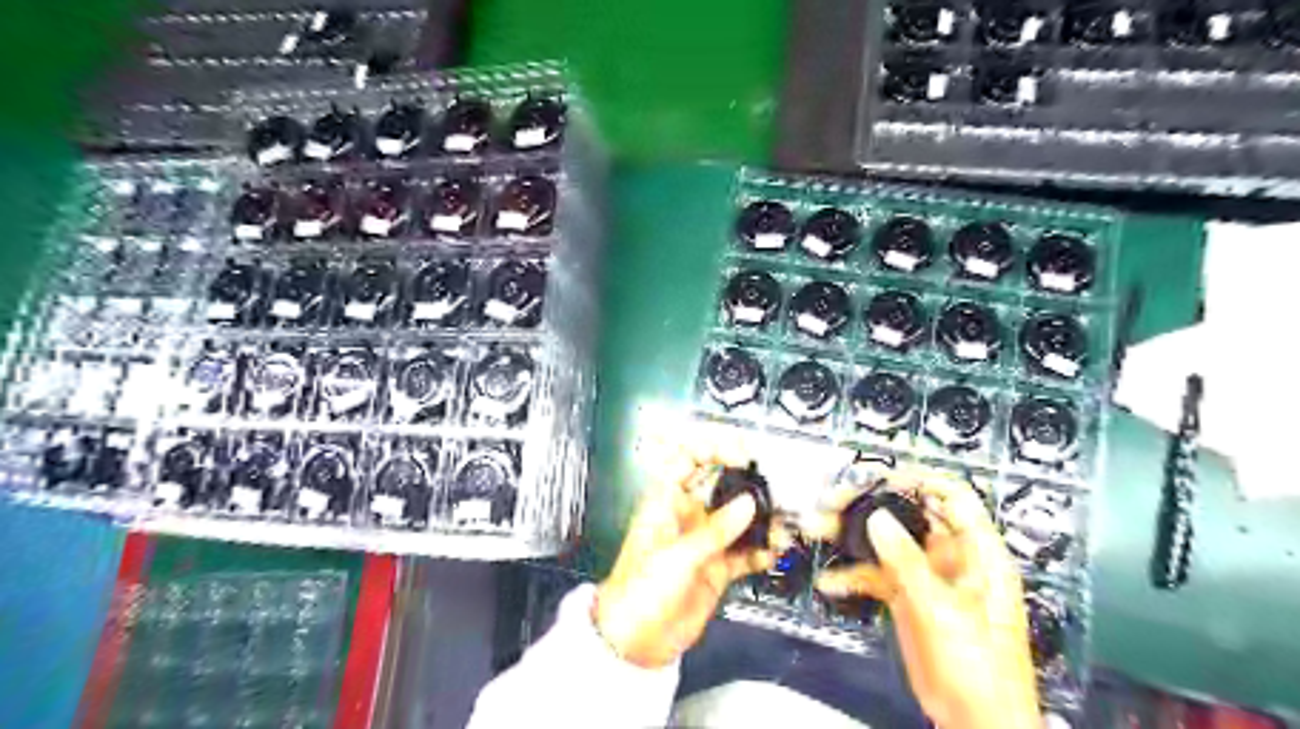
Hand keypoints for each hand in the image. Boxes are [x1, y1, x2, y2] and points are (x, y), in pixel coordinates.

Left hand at [594, 441, 774, 669]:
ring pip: (737, 519)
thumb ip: (715, 530)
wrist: (635, 642)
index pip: (688, 458)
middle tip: (771, 485)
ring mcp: (704, 541)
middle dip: (745, 482)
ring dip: (759, 520)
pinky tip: (772, 552)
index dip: (713, 448)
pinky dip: (760, 551)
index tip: (741, 455)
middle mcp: (688, 515)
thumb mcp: (676, 557)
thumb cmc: (641, 590)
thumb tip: (749, 503)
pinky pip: (744, 552)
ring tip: (779, 526)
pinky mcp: (717, 568)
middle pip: (719, 485)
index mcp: (666, 502)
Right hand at [816, 466, 1044, 728]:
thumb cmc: (979, 667)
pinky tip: (830, 582)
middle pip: (909, 513)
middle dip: (869, 504)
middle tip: (832, 501)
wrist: (975, 722)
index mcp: (976, 551)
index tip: (876, 477)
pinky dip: (853, 575)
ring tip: (816, 528)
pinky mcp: (907, 597)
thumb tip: (876, 518)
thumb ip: (907, 562)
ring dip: (851, 535)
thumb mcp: (943, 610)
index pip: (951, 496)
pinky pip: (876, 575)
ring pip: (886, 541)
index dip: (917, 479)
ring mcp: (926, 576)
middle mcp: (950, 556)